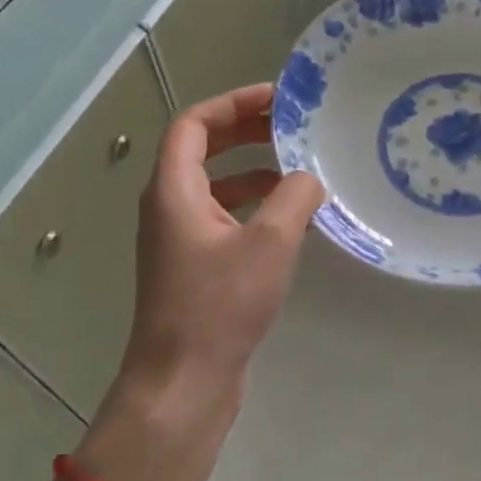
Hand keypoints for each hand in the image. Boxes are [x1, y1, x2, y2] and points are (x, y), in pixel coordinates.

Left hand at [78, 84, 323, 480]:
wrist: (183, 381)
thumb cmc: (220, 305)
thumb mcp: (270, 243)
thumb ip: (295, 197)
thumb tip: (310, 178)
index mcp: (174, 190)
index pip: (194, 124)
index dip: (233, 103)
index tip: (277, 98)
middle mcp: (169, 207)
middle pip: (202, 149)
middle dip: (246, 131)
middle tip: (291, 124)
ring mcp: (180, 239)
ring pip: (215, 184)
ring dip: (253, 167)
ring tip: (298, 166)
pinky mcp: (194, 266)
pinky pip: (223, 216)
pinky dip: (253, 204)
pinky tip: (289, 217)